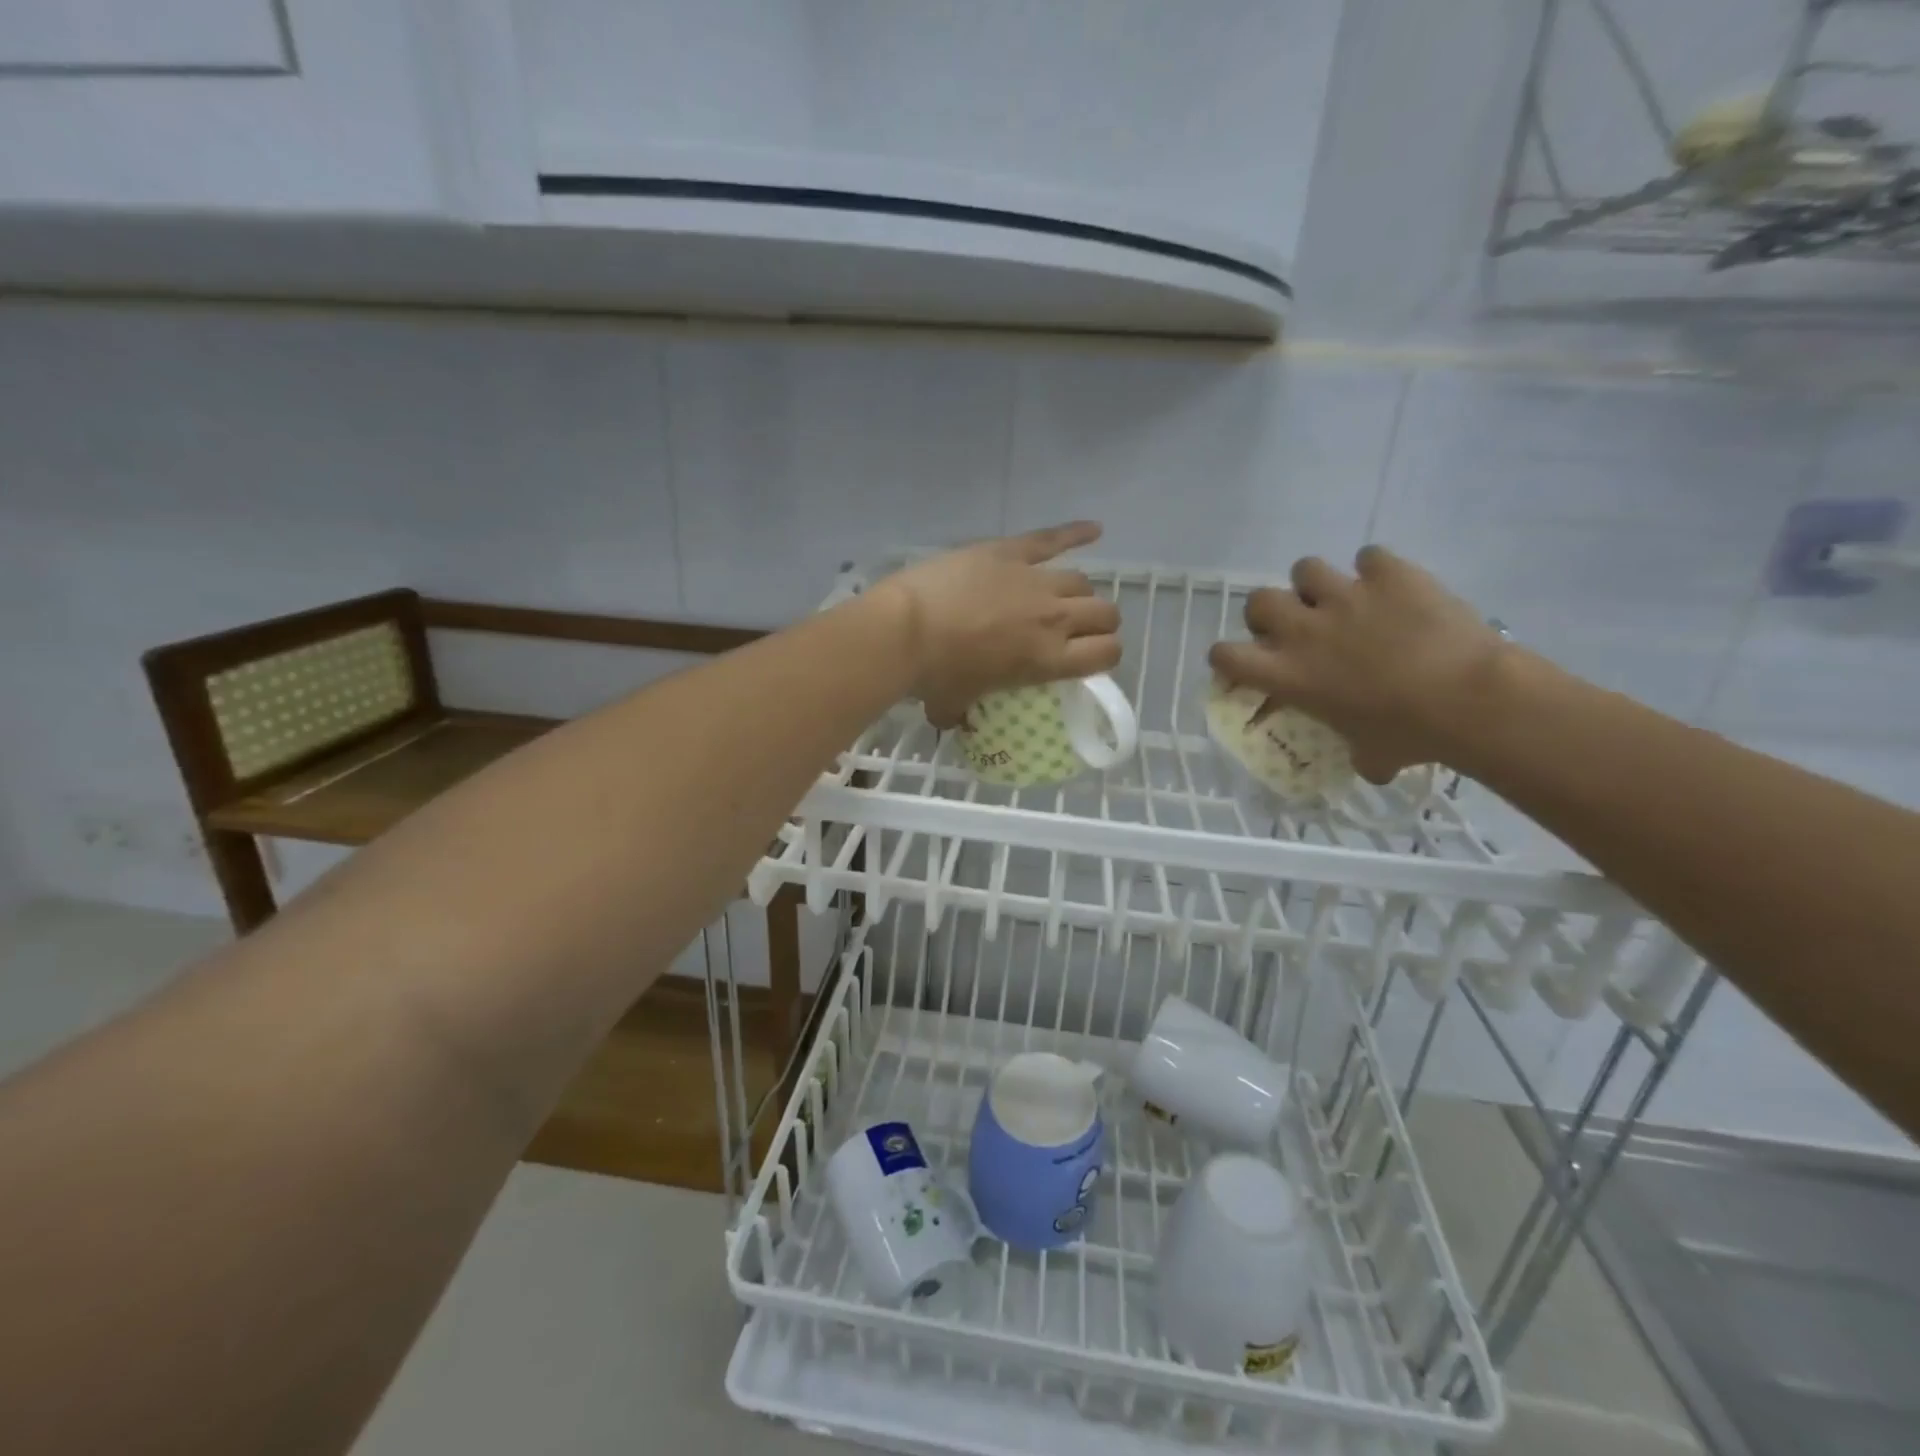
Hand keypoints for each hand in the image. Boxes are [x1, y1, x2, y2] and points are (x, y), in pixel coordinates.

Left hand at [872, 522, 1121, 727]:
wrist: (904, 628)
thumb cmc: (932, 674)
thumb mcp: (953, 705)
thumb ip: (961, 714)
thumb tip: (953, 720)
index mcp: (1048, 660)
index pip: (1106, 654)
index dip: (1105, 655)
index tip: (1091, 657)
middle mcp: (1054, 618)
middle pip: (1104, 613)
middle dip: (1100, 622)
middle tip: (1080, 629)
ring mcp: (1034, 580)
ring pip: (1082, 581)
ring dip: (1079, 592)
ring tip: (1065, 597)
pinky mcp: (1009, 552)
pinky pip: (1052, 539)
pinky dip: (1076, 533)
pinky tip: (1095, 529)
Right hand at [1207, 546, 1506, 781]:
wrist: (1470, 698)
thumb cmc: (1410, 735)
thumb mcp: (1368, 754)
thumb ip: (1354, 750)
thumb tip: (1369, 762)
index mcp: (1288, 674)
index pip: (1225, 655)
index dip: (1229, 657)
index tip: (1247, 664)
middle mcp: (1304, 630)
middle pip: (1258, 600)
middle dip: (1271, 612)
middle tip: (1297, 627)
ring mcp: (1345, 596)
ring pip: (1305, 568)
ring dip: (1318, 584)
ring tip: (1344, 600)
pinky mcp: (1389, 573)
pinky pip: (1370, 556)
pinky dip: (1378, 571)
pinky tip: (1395, 589)